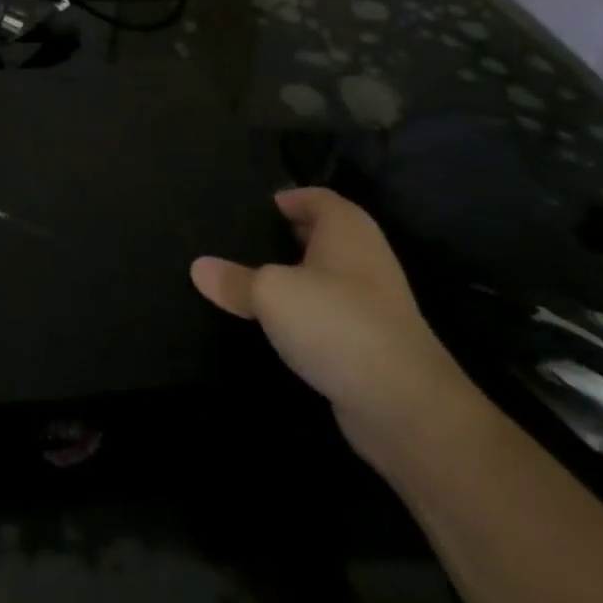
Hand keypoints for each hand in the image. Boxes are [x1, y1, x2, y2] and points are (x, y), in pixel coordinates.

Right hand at [192, 188, 475, 459]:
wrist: (404, 406)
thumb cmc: (336, 323)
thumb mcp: (271, 294)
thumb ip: (234, 280)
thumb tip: (198, 268)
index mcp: (346, 226)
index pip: (312, 196)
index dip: (282, 199)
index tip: (247, 210)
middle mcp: (363, 255)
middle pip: (318, 234)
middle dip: (282, 237)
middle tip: (236, 243)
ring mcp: (372, 300)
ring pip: (322, 276)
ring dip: (292, 278)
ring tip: (246, 282)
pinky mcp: (370, 340)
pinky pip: (328, 313)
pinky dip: (304, 313)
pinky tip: (275, 326)